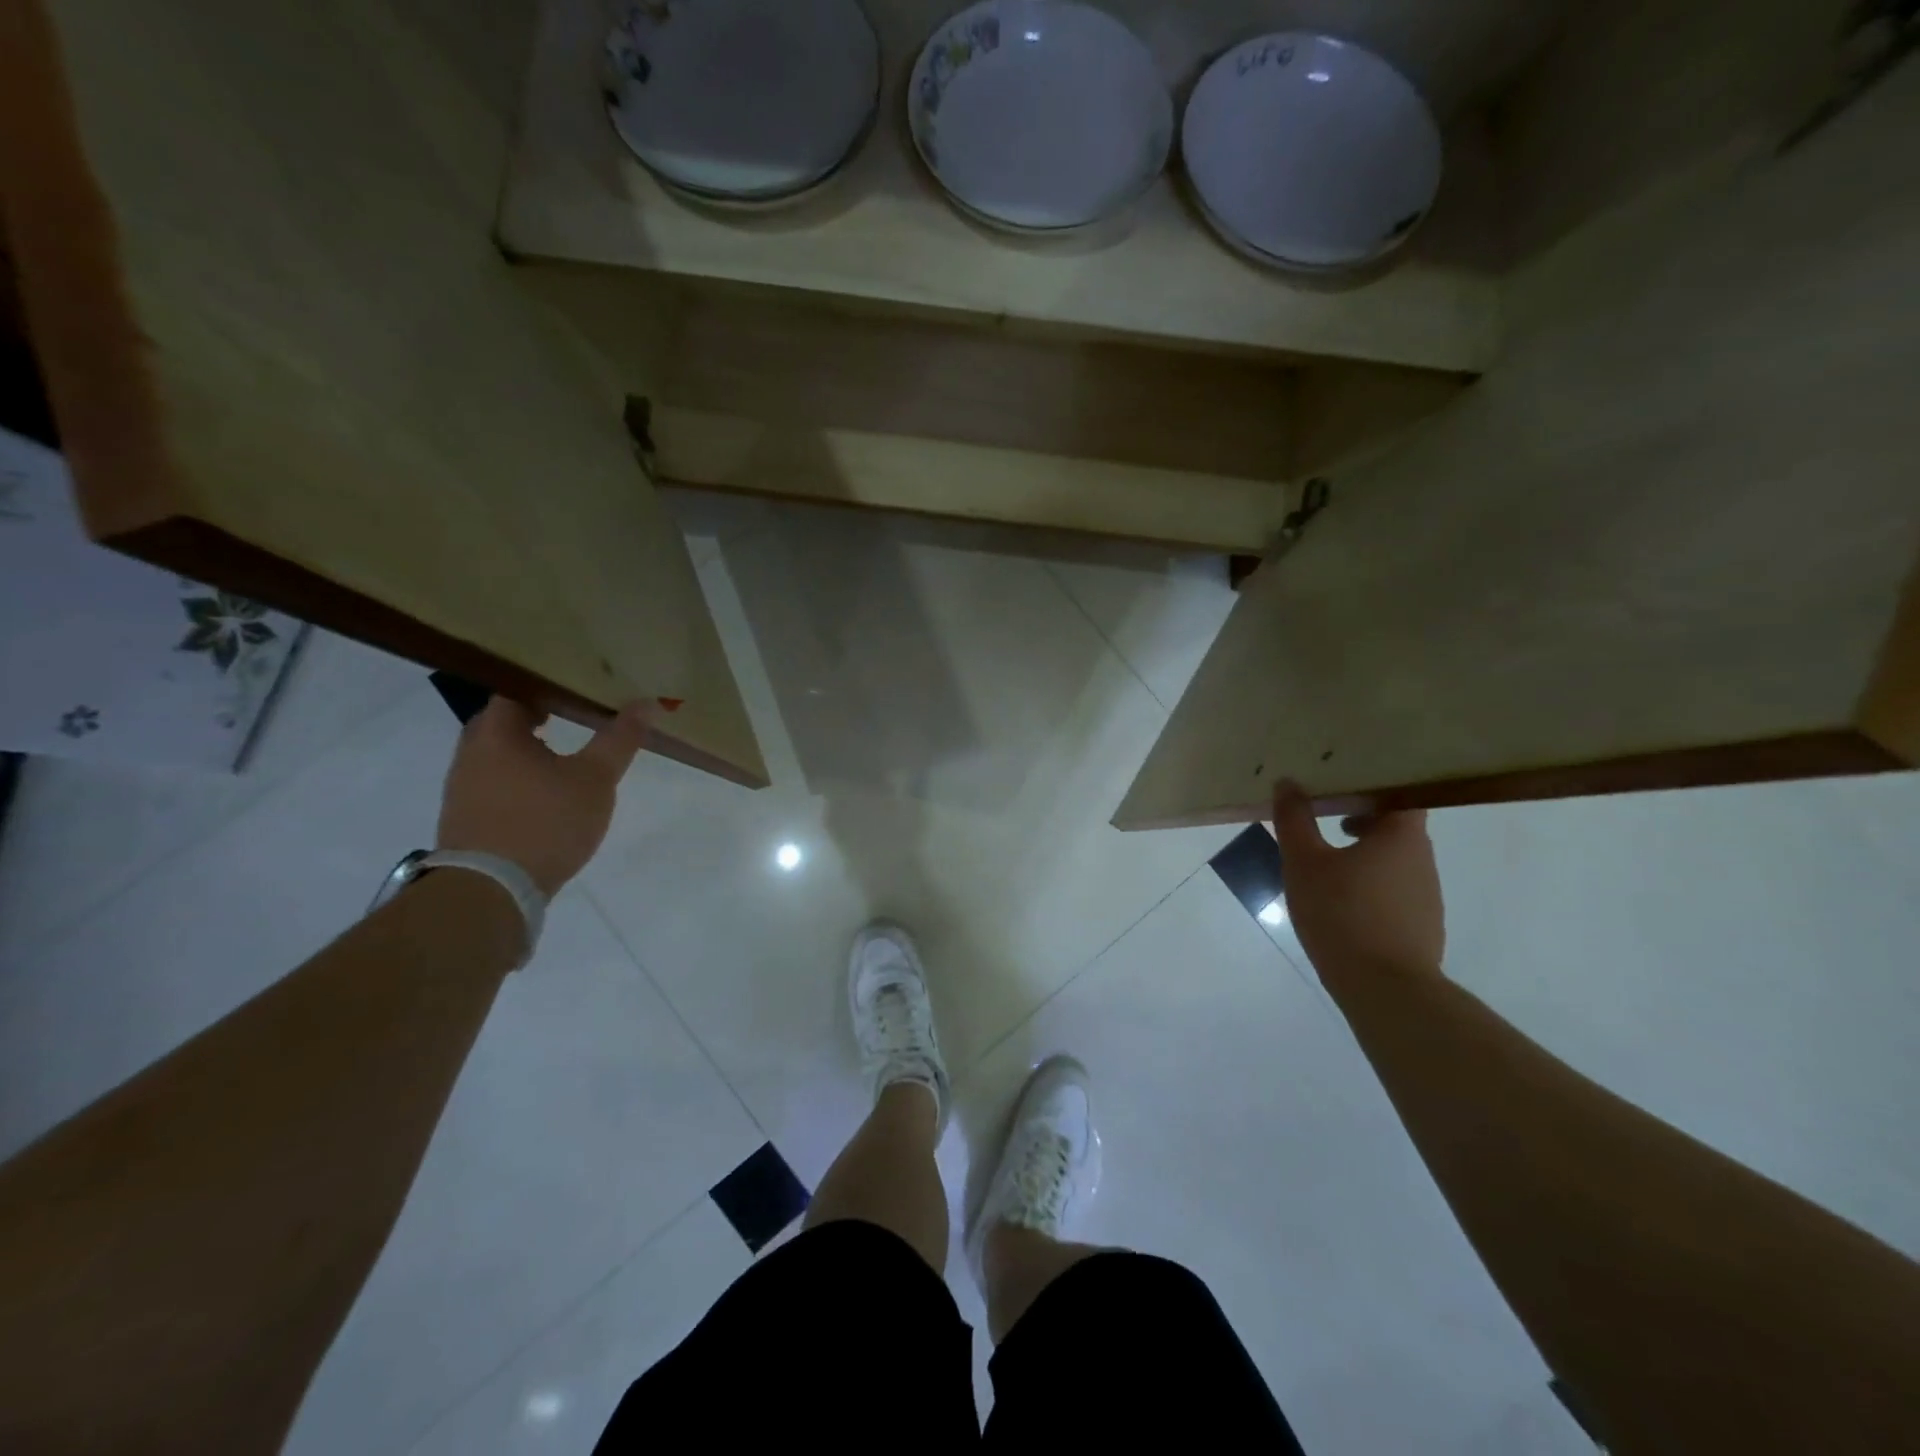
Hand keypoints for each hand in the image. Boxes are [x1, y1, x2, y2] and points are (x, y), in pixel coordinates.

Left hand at [436, 698, 648, 896]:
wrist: (490, 890)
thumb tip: (648, 702)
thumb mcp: (596, 778)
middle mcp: (471, 752)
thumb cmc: (546, 822)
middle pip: (502, 720)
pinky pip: (493, 782)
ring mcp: (462, 787)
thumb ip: (620, 739)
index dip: (546, 683)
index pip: (516, 688)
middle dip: (535, 715)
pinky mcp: (465, 818)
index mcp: (497, 733)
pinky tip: (544, 794)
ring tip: (564, 754)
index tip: (576, 686)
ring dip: (526, 749)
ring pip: (496, 753)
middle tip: (574, 714)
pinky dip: (517, 777)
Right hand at [1271, 780, 1444, 986]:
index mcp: (1402, 836)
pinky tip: (1341, 905)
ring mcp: (1426, 895)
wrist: (1385, 988)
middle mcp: (1423, 860)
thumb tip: (1288, 782)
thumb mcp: (1304, 863)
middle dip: (1362, 820)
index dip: (1375, 786)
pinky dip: (1371, 886)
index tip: (1343, 785)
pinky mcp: (1421, 926)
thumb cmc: (1342, 913)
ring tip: (1326, 866)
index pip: (1401, 793)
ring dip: (1364, 855)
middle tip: (1324, 820)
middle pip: (1397, 827)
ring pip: (1394, 861)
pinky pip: (1395, 891)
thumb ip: (1295, 820)